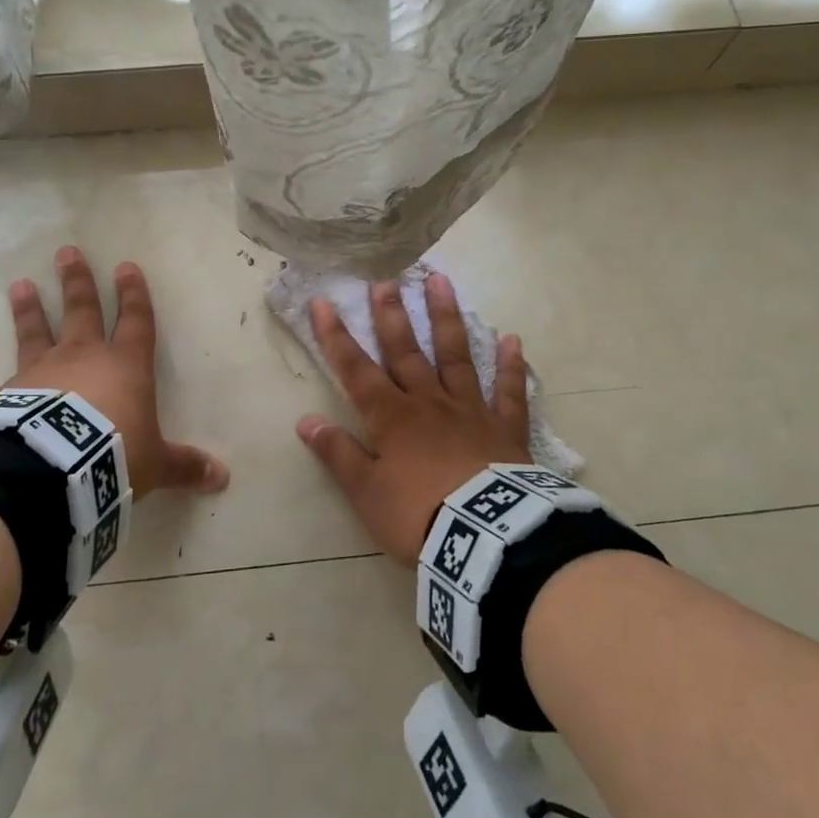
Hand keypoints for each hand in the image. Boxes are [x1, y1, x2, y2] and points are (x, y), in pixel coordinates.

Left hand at [0, 246, 228, 497]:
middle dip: (78, 282)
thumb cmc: (114, 455)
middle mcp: (82, 359)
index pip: (135, 321)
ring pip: (35, 333)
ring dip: (29, 310)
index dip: (134, 295)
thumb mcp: (156, 463)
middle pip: (82, 311)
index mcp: (125, 366)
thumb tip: (222, 477)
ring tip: (19, 285)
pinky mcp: (6, 399)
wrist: (54, 471)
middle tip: (67, 252)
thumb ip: (184, 465)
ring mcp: (40, 374)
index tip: (126, 266)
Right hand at [296, 272, 530, 560]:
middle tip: (385, 278)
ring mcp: (470, 410)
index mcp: (392, 417)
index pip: (356, 370)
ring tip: (441, 280)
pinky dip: (511, 366)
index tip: (323, 302)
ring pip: (456, 356)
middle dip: (391, 314)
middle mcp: (429, 402)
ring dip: (447, 318)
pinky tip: (512, 339)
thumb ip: (338, 453)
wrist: (483, 539)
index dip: (336, 337)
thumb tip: (305, 420)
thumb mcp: (365, 492)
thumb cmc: (417, 516)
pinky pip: (509, 392)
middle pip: (406, 351)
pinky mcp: (505, 428)